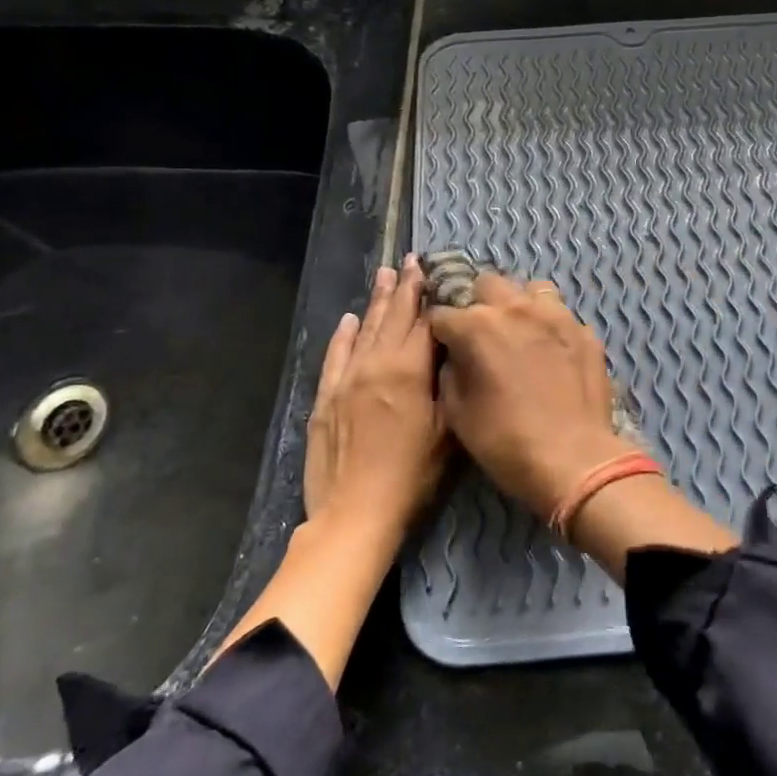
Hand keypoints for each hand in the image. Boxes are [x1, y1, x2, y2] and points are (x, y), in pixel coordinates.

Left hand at [211, 256, 445, 688]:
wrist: (354, 514)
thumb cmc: (412, 478)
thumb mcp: (447, 433)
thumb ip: (448, 387)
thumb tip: (450, 354)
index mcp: (409, 372)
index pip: (424, 323)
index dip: (431, 296)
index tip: (434, 272)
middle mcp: (376, 366)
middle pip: (393, 318)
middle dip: (403, 288)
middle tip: (409, 261)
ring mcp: (347, 380)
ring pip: (365, 331)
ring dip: (376, 302)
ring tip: (384, 276)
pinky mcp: (326, 398)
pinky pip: (335, 356)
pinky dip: (343, 336)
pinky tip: (349, 320)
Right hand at [427, 270, 637, 522]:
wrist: (573, 460)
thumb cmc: (505, 441)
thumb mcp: (457, 414)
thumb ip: (450, 373)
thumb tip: (455, 358)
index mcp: (477, 326)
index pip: (442, 313)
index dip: (439, 331)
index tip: (443, 345)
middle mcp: (516, 308)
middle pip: (487, 284)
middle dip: (478, 304)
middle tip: (482, 334)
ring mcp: (556, 316)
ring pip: (531, 289)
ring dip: (520, 305)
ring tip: (521, 332)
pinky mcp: (584, 332)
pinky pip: (562, 315)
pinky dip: (552, 327)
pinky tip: (553, 352)